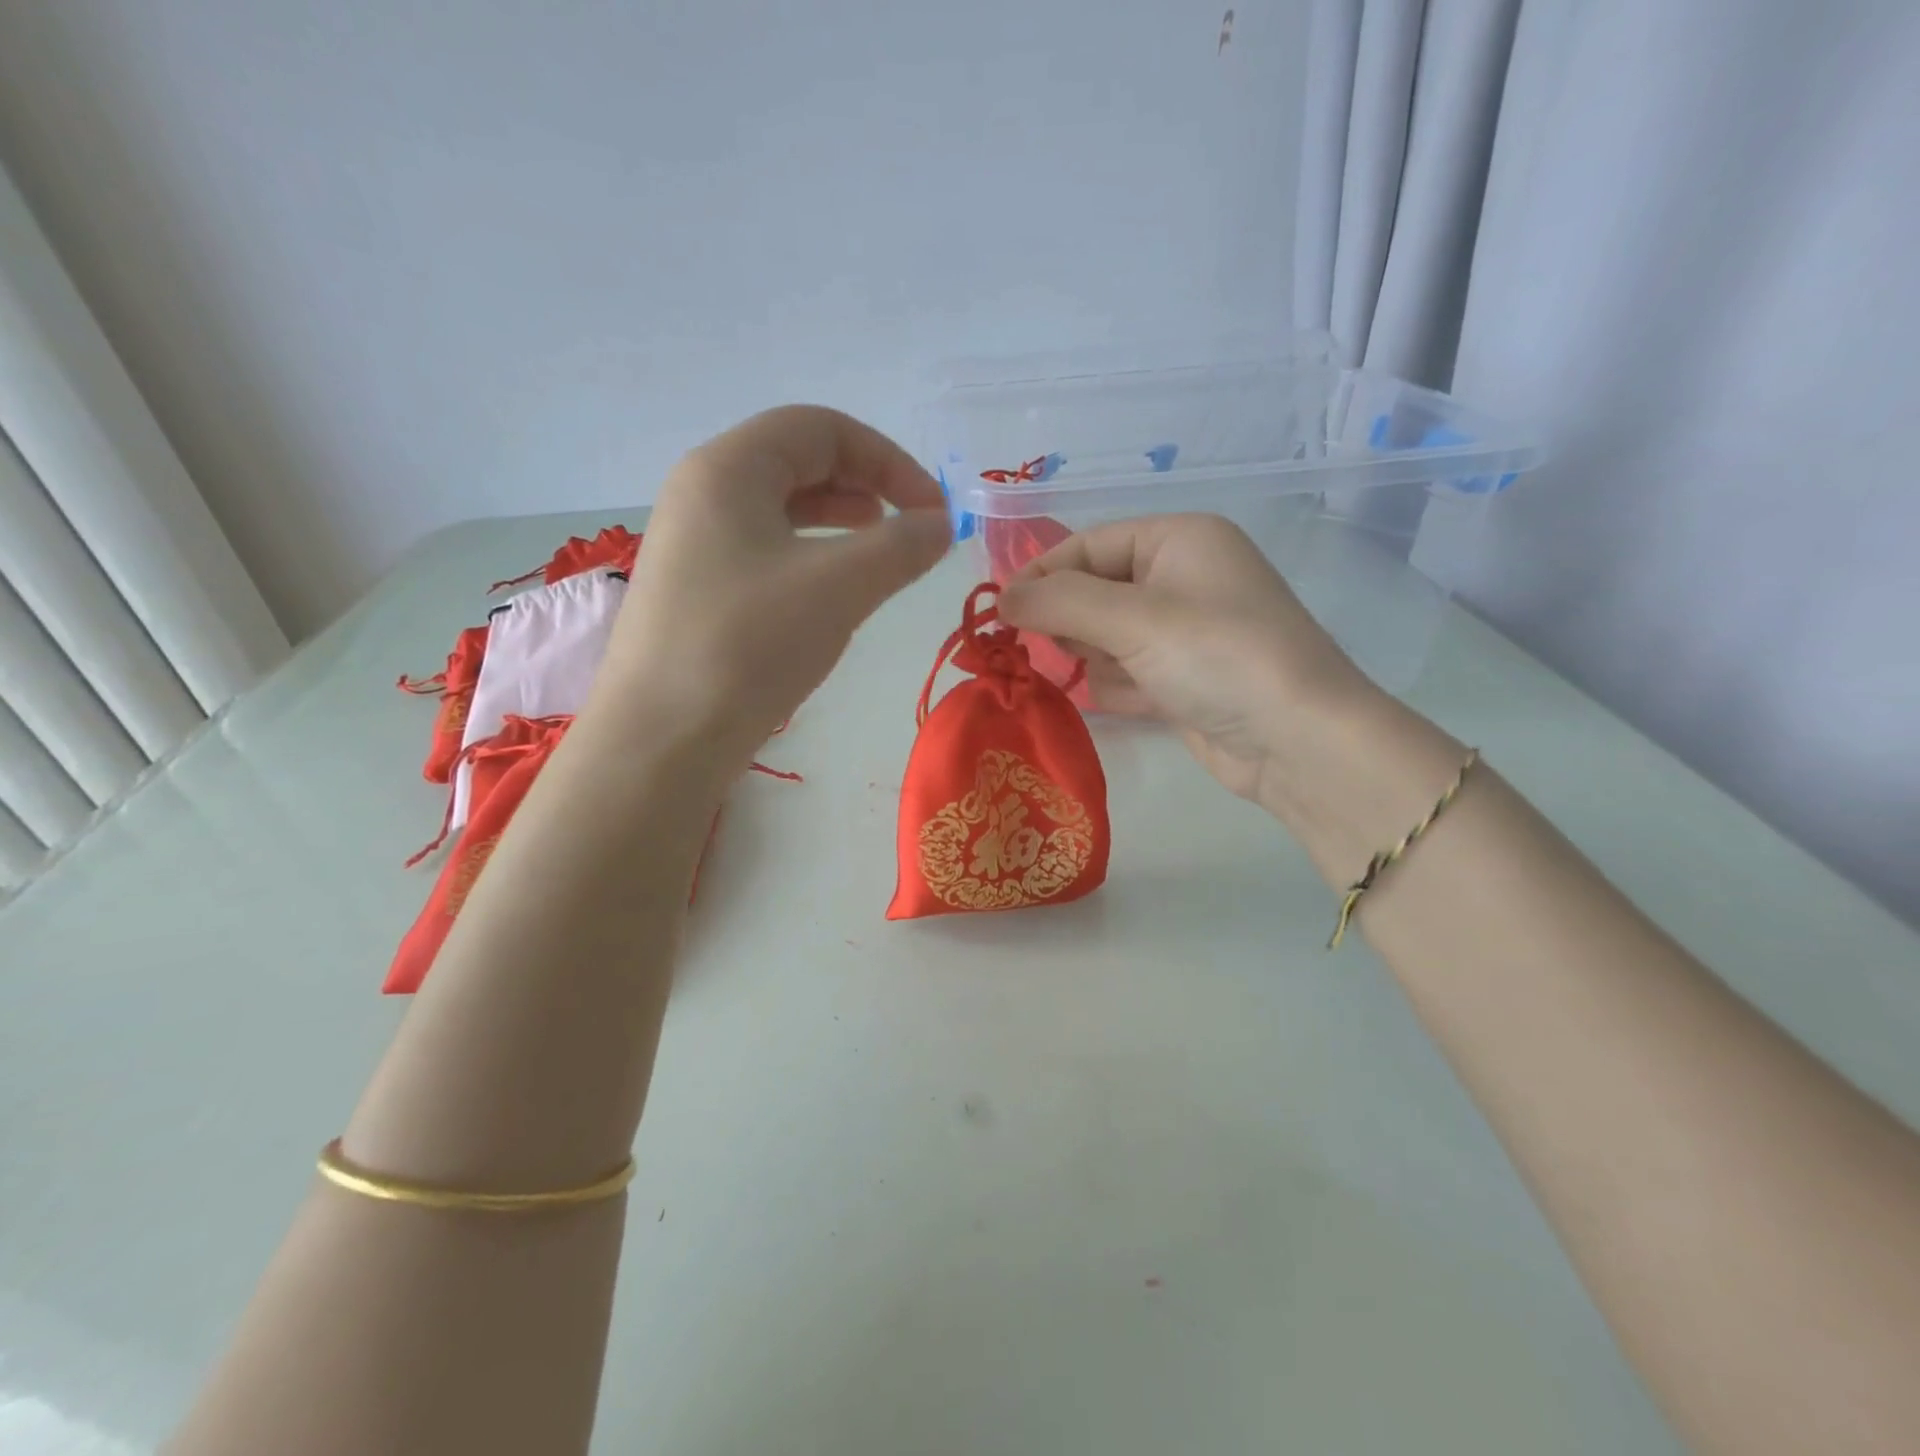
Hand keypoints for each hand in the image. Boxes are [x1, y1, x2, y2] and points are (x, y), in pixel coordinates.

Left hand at [589, 406, 950, 771]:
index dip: (888, 460)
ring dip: (840, 520)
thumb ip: (900, 546)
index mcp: (728, 468)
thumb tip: (941, 524)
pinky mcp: (697, 589)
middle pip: (798, 460)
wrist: (662, 740)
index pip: (821, 428)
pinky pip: (765, 549)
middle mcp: (703, 492)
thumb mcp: (838, 587)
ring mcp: (695, 543)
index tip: (932, 511)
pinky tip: (833, 591)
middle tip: (911, 529)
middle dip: (866, 485)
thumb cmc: (748, 646)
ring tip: (880, 552)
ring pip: (781, 508)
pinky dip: (811, 555)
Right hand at [997, 512, 1382, 810]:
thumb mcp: (1133, 618)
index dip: (1042, 574)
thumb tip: (1000, 598)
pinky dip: (1121, 687)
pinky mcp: (1183, 678)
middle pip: (1094, 590)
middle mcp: (1181, 577)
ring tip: (1122, 677)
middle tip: (1064, 648)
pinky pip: (1127, 671)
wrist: (1296, 742)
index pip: (1089, 544)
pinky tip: (1143, 701)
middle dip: (1073, 622)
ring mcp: (1184, 631)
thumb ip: (1059, 601)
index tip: (1001, 613)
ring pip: (1105, 636)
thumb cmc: (1217, 657)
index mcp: (1179, 539)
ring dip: (1099, 659)